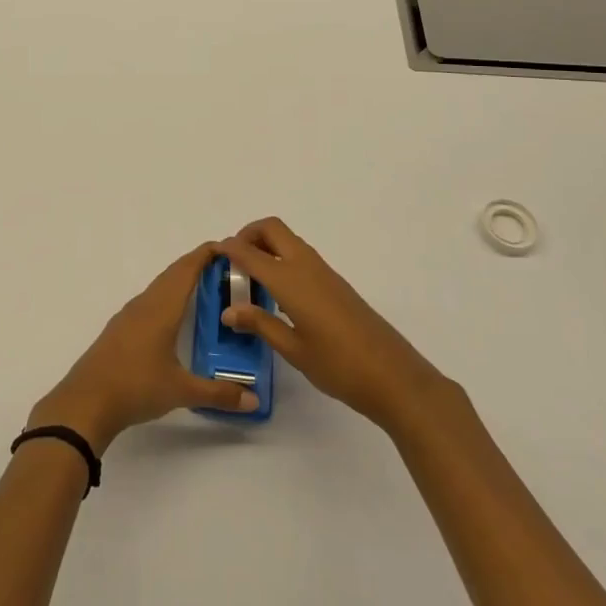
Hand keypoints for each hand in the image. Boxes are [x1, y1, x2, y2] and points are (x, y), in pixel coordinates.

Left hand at [28, 243, 258, 452]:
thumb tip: (254, 400)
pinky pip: (149, 300)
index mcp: (162, 308)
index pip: (187, 270)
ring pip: (159, 286)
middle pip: (173, 273)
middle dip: (197, 264)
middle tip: (224, 266)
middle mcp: (145, 303)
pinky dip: (167, 295)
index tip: (228, 246)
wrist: (85, 402)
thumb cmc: (136, 387)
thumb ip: (219, 394)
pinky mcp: (119, 329)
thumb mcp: (181, 391)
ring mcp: (129, 315)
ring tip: (203, 286)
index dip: (206, 255)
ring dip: (180, 279)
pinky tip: (172, 314)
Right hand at [217, 217, 448, 433]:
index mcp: (291, 280)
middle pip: (272, 228)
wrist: (394, 376)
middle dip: (248, 234)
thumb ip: (260, 324)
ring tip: (250, 278)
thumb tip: (229, 310)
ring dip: (266, 245)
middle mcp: (306, 266)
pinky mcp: (335, 283)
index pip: (250, 253)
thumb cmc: (339, 366)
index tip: (211, 253)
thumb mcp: (293, 349)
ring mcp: (324, 272)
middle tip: (233, 261)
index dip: (228, 248)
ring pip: (288, 240)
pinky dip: (281, 259)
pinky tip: (277, 292)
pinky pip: (300, 256)